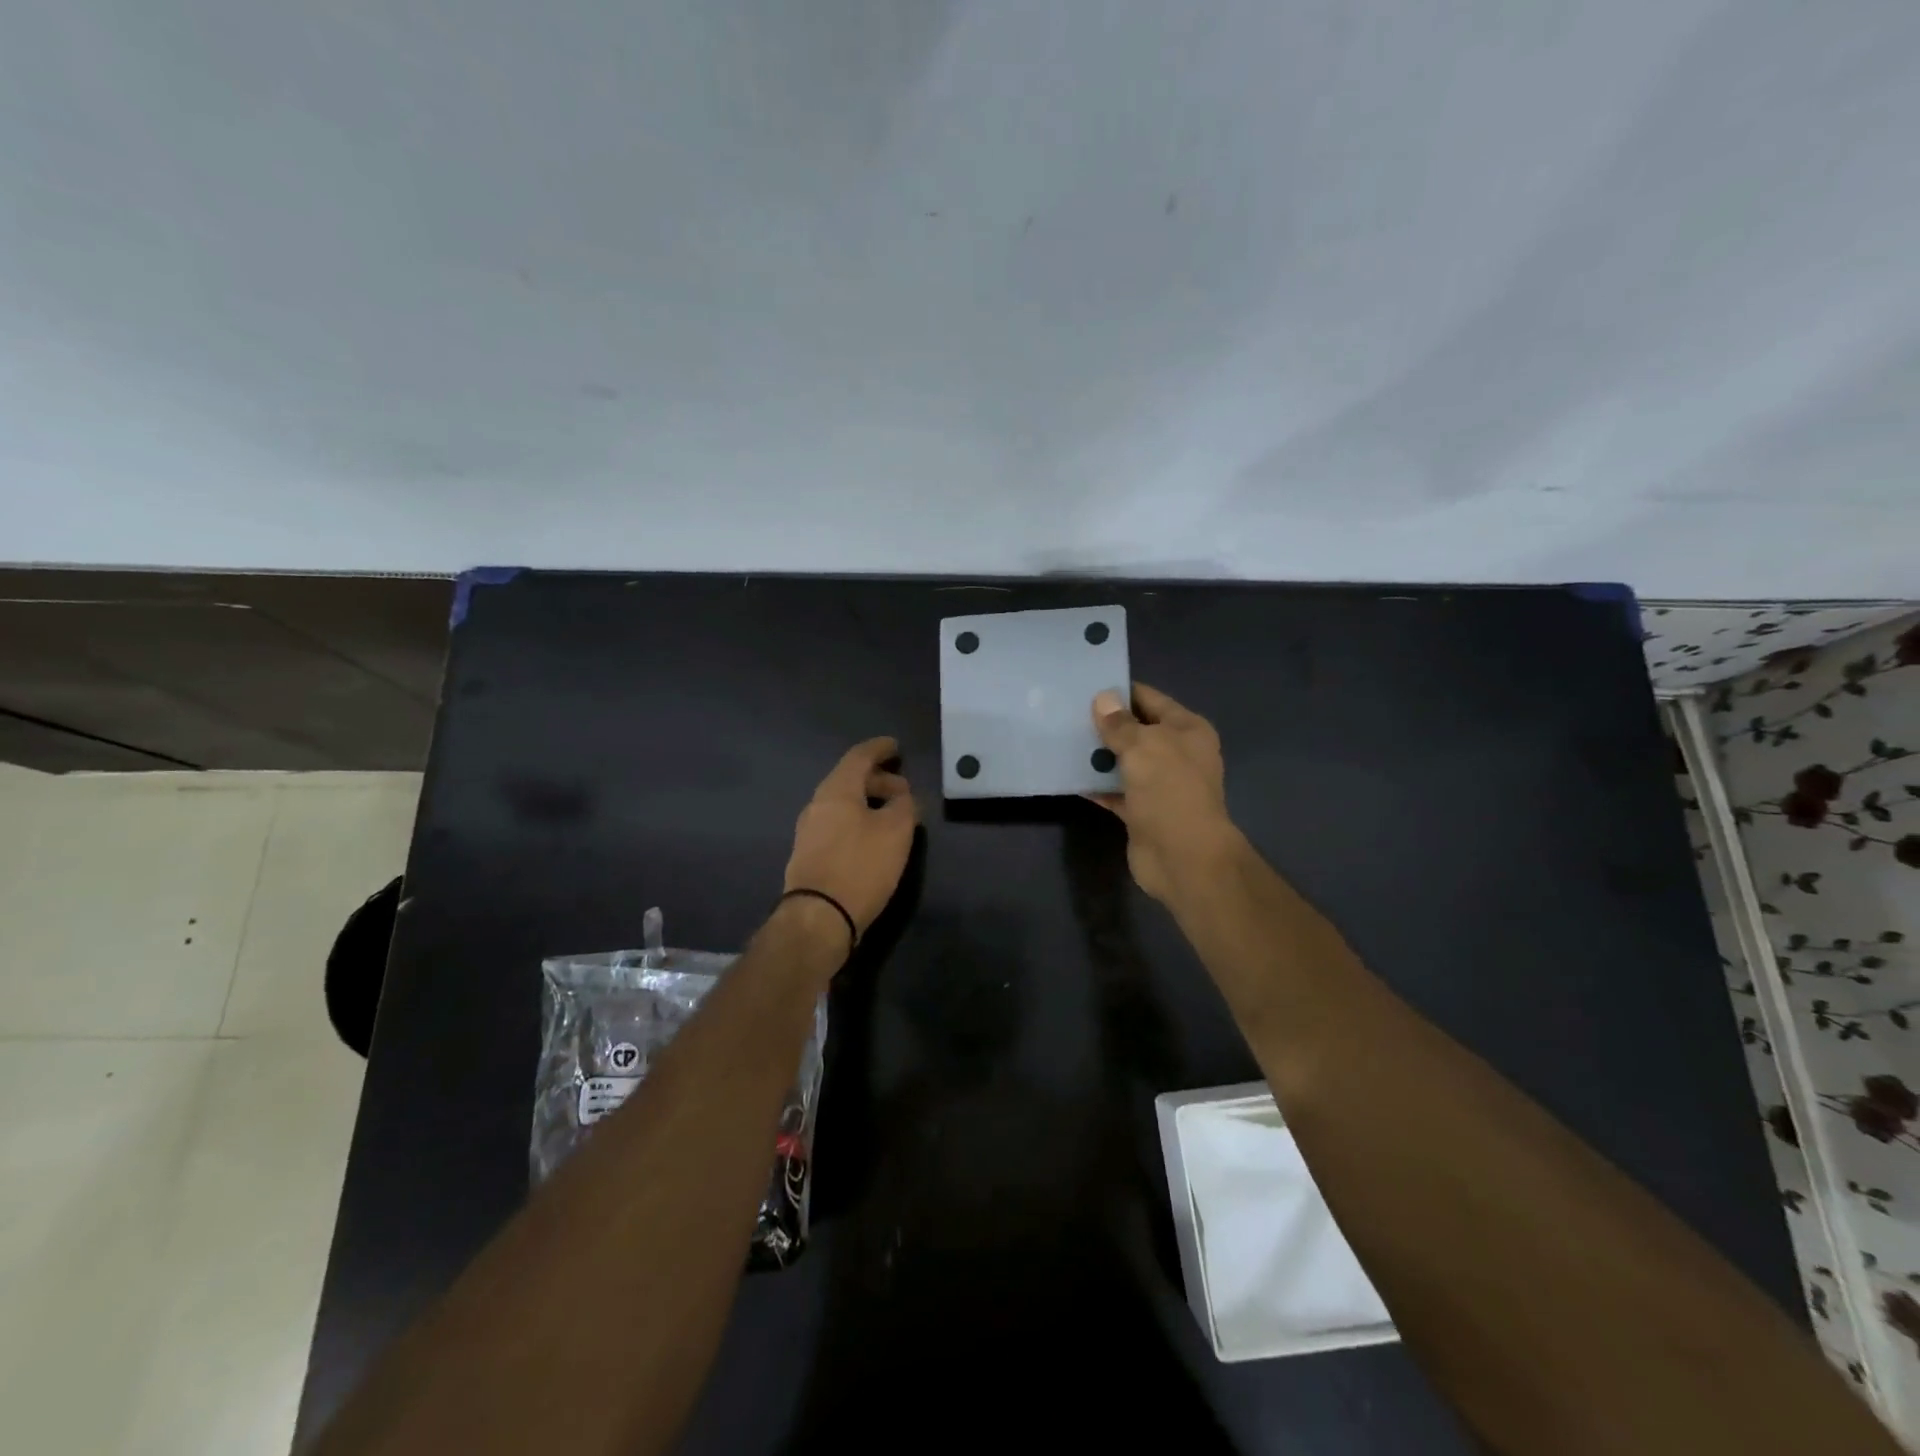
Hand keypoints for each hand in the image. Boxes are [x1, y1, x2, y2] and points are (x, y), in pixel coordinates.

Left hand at [784, 736, 918, 941]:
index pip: (859, 756)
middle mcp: (817, 804)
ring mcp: (809, 830)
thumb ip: (904, 806)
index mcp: (836, 790)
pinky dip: (858, 820)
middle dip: (878, 779)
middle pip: (849, 779)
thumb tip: (902, 797)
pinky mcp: (809, 854)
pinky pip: (837, 823)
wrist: (818, 917)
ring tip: (893, 815)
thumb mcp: (896, 832)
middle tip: (904, 790)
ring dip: (868, 802)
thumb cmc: (860, 866)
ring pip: (843, 803)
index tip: (896, 747)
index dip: (879, 749)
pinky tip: (873, 838)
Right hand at [1087, 684, 1235, 901]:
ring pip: (1124, 762)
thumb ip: (1120, 724)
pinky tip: (1070, 777)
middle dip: (1105, 724)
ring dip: (1098, 755)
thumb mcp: (1143, 747)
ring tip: (1062, 740)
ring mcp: (1159, 784)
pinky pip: (1115, 791)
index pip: (1151, 699)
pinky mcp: (1142, 811)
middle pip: (1137, 731)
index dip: (1121, 692)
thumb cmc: (1169, 790)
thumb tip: (1103, 698)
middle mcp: (1176, 754)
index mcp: (1187, 730)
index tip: (1086, 685)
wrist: (1183, 857)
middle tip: (1066, 712)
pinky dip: (1097, 786)